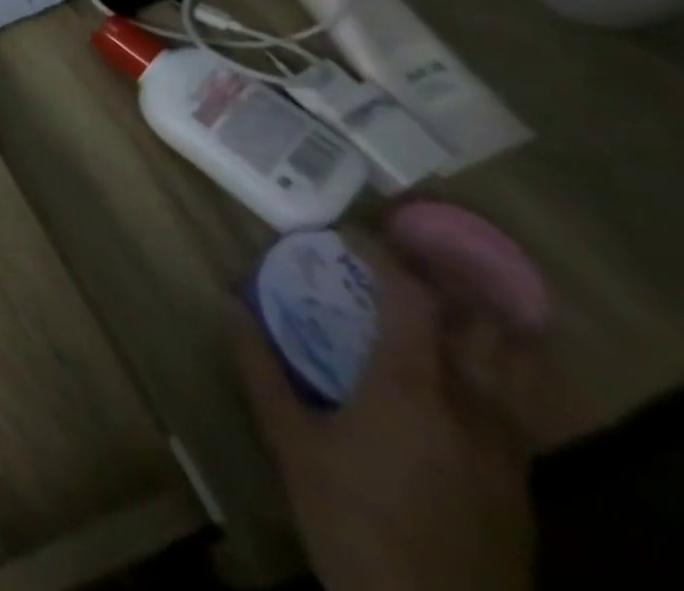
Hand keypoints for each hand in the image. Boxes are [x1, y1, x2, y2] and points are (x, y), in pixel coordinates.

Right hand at [234, 236, 537, 590]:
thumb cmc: (350, 521)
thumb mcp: (289, 442)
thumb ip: (260, 366)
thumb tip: (230, 303)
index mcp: (413, 389)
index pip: (413, 296)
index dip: (383, 253)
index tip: (348, 233)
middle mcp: (474, 406)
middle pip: (485, 321)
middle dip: (444, 278)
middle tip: (397, 261)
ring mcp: (509, 444)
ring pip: (523, 361)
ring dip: (483, 318)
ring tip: (437, 300)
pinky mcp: (522, 475)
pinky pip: (523, 398)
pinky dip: (496, 361)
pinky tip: (455, 366)